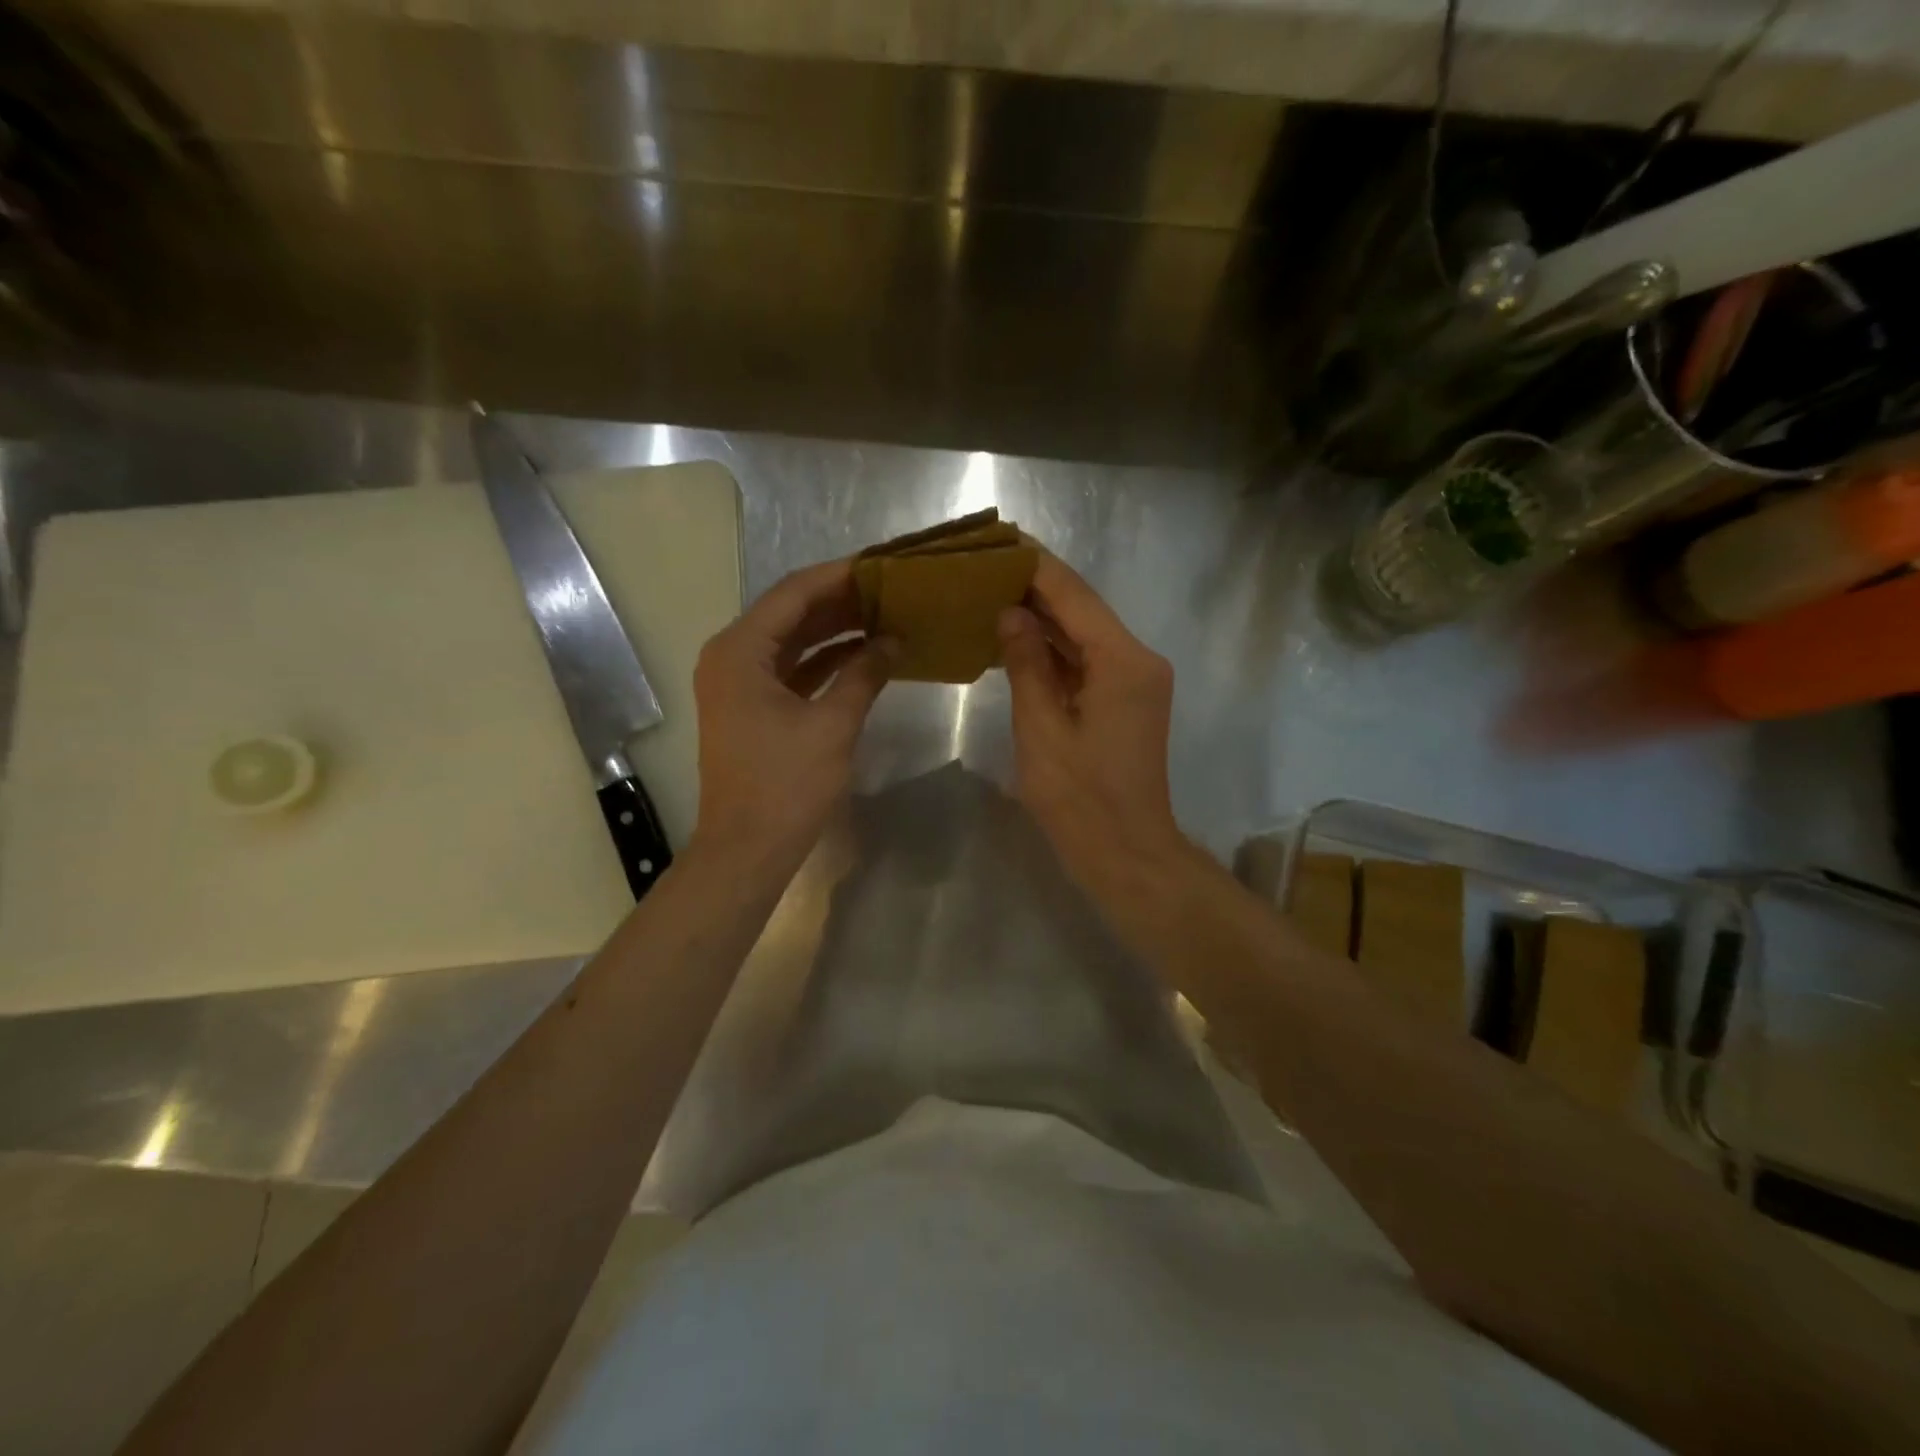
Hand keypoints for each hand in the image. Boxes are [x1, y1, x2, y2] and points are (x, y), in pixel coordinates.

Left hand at [689, 558, 891, 873]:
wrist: (747, 849)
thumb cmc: (786, 786)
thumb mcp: (832, 726)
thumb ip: (864, 674)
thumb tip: (893, 641)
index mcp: (740, 650)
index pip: (794, 593)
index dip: (840, 576)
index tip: (882, 564)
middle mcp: (731, 656)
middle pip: (790, 612)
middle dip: (840, 600)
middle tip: (890, 588)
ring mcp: (738, 683)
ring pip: (792, 641)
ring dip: (834, 629)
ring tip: (884, 614)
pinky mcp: (751, 707)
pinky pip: (791, 669)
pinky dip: (824, 661)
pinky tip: (863, 654)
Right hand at [997, 553, 1189, 895]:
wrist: (1127, 854)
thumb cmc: (1080, 799)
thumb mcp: (1042, 729)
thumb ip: (1027, 664)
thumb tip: (1010, 614)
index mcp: (1123, 660)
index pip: (1074, 596)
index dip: (1036, 566)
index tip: (999, 540)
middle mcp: (1138, 659)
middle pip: (1083, 610)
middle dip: (1036, 588)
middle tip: (985, 565)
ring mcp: (1136, 681)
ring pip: (1085, 635)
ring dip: (1044, 618)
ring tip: (992, 592)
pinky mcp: (1127, 701)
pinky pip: (1087, 661)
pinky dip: (1055, 650)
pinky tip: (1017, 638)